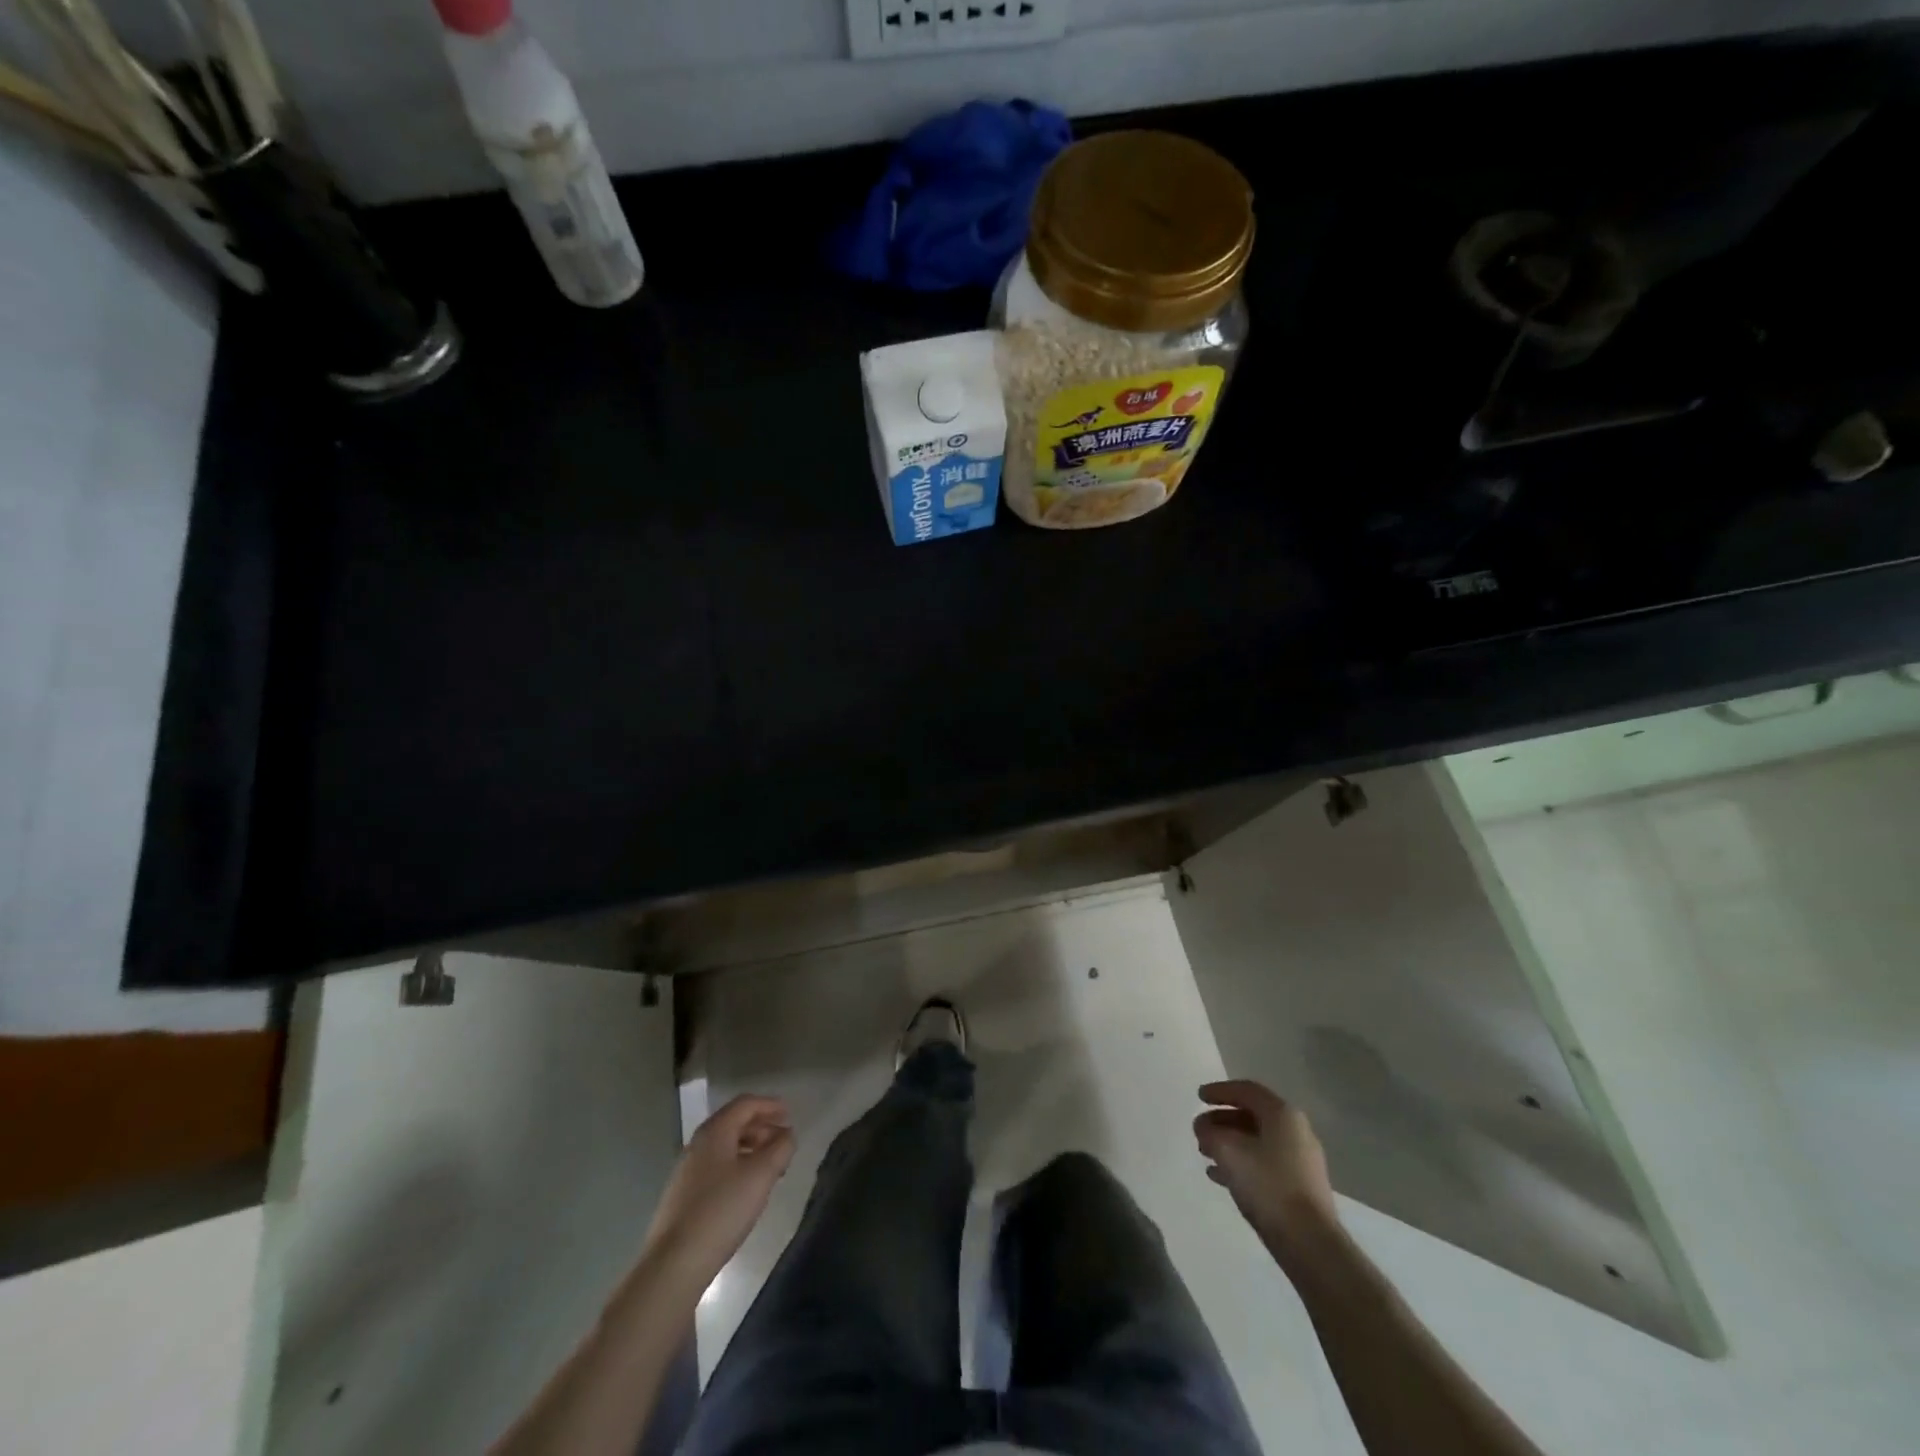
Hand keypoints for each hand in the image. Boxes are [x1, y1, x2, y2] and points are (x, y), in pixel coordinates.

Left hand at [643, 1094, 794, 1286]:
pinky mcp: (683, 1194)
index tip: (790, 1114)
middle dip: (762, 1127)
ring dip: (751, 1148)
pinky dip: (737, 1165)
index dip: (770, 1105)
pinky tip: (747, 1188)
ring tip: (771, 1167)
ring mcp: (687, 1169)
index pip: (745, 1104)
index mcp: (715, 1131)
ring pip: (726, 1146)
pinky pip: (716, 1166)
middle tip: (784, 1142)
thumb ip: (780, 1148)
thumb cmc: (722, 1210)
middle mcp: (698, 1143)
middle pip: (735, 1122)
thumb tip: (787, 1134)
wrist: (674, 1263)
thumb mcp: (761, 1175)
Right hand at [1195, 1080, 1338, 1257]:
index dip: (1220, 1091)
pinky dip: (1242, 1162)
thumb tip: (1203, 1127)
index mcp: (1282, 1115)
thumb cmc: (1268, 1185)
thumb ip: (1210, 1132)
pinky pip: (1265, 1163)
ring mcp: (1301, 1160)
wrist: (1310, 1243)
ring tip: (1205, 1153)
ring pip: (1258, 1140)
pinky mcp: (1301, 1186)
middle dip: (1222, 1119)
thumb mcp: (1228, 1151)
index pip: (1247, 1090)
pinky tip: (1220, 1176)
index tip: (1199, 1097)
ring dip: (1230, 1142)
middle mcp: (1296, 1131)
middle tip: (1200, 1129)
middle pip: (1253, 1115)